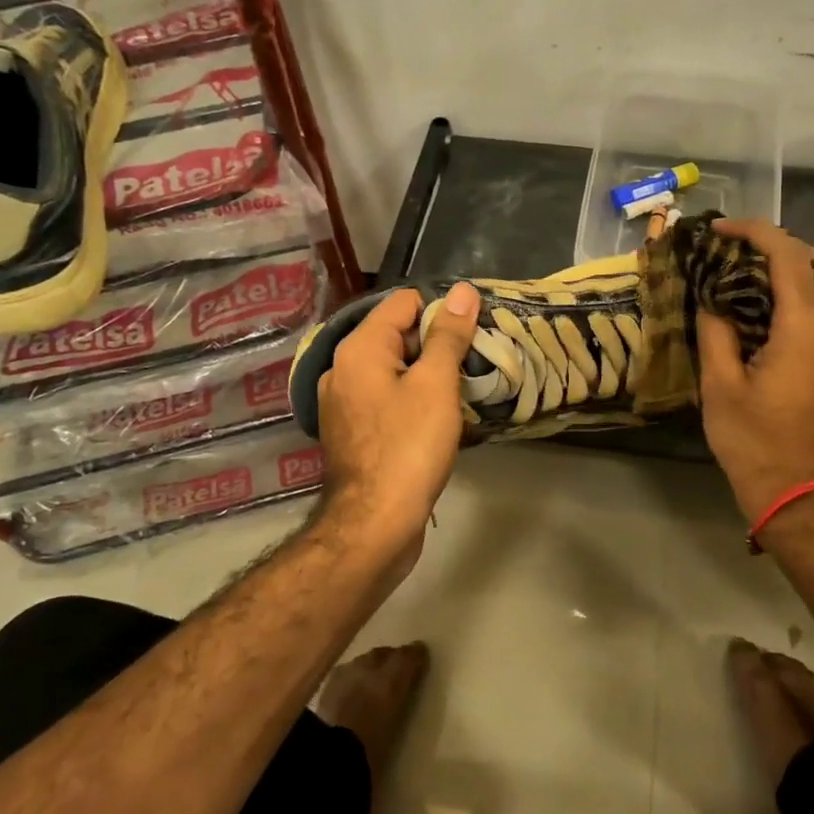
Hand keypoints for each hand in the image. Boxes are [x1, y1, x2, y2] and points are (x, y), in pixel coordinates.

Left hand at [316, 283, 480, 565]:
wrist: (375, 523)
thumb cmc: (409, 446)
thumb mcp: (436, 384)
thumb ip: (448, 335)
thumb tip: (462, 291)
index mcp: (359, 348)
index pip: (404, 303)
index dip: (441, 312)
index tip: (471, 336)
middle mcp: (342, 368)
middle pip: (396, 335)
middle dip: (434, 345)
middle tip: (471, 365)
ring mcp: (343, 402)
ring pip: (392, 370)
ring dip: (425, 375)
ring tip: (459, 392)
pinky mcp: (351, 431)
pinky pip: (385, 398)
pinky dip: (409, 400)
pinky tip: (435, 419)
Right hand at [696, 219, 813, 524]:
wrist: (796, 491)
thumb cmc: (752, 441)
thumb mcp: (719, 385)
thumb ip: (715, 332)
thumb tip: (711, 297)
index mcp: (801, 328)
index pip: (786, 256)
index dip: (753, 232)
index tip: (718, 231)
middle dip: (778, 244)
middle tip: (738, 252)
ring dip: (806, 267)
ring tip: (767, 276)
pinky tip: (797, 311)